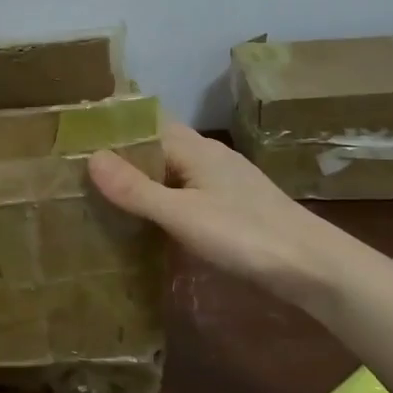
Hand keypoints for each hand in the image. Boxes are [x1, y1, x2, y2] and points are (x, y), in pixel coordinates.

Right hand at [88, 120, 345, 303]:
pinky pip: (186, 194)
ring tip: (103, 196)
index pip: (146, 123)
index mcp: (195, 149)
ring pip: (172, 172)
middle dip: (123, 156)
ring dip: (143, 180)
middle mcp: (209, 158)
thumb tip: (91, 157)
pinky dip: (163, 201)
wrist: (315, 268)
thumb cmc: (245, 234)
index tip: (77, 137)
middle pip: (158, 147)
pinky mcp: (233, 208)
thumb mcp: (182, 214)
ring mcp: (224, 183)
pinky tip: (148, 223)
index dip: (114, 127)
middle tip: (79, 170)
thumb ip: (136, 189)